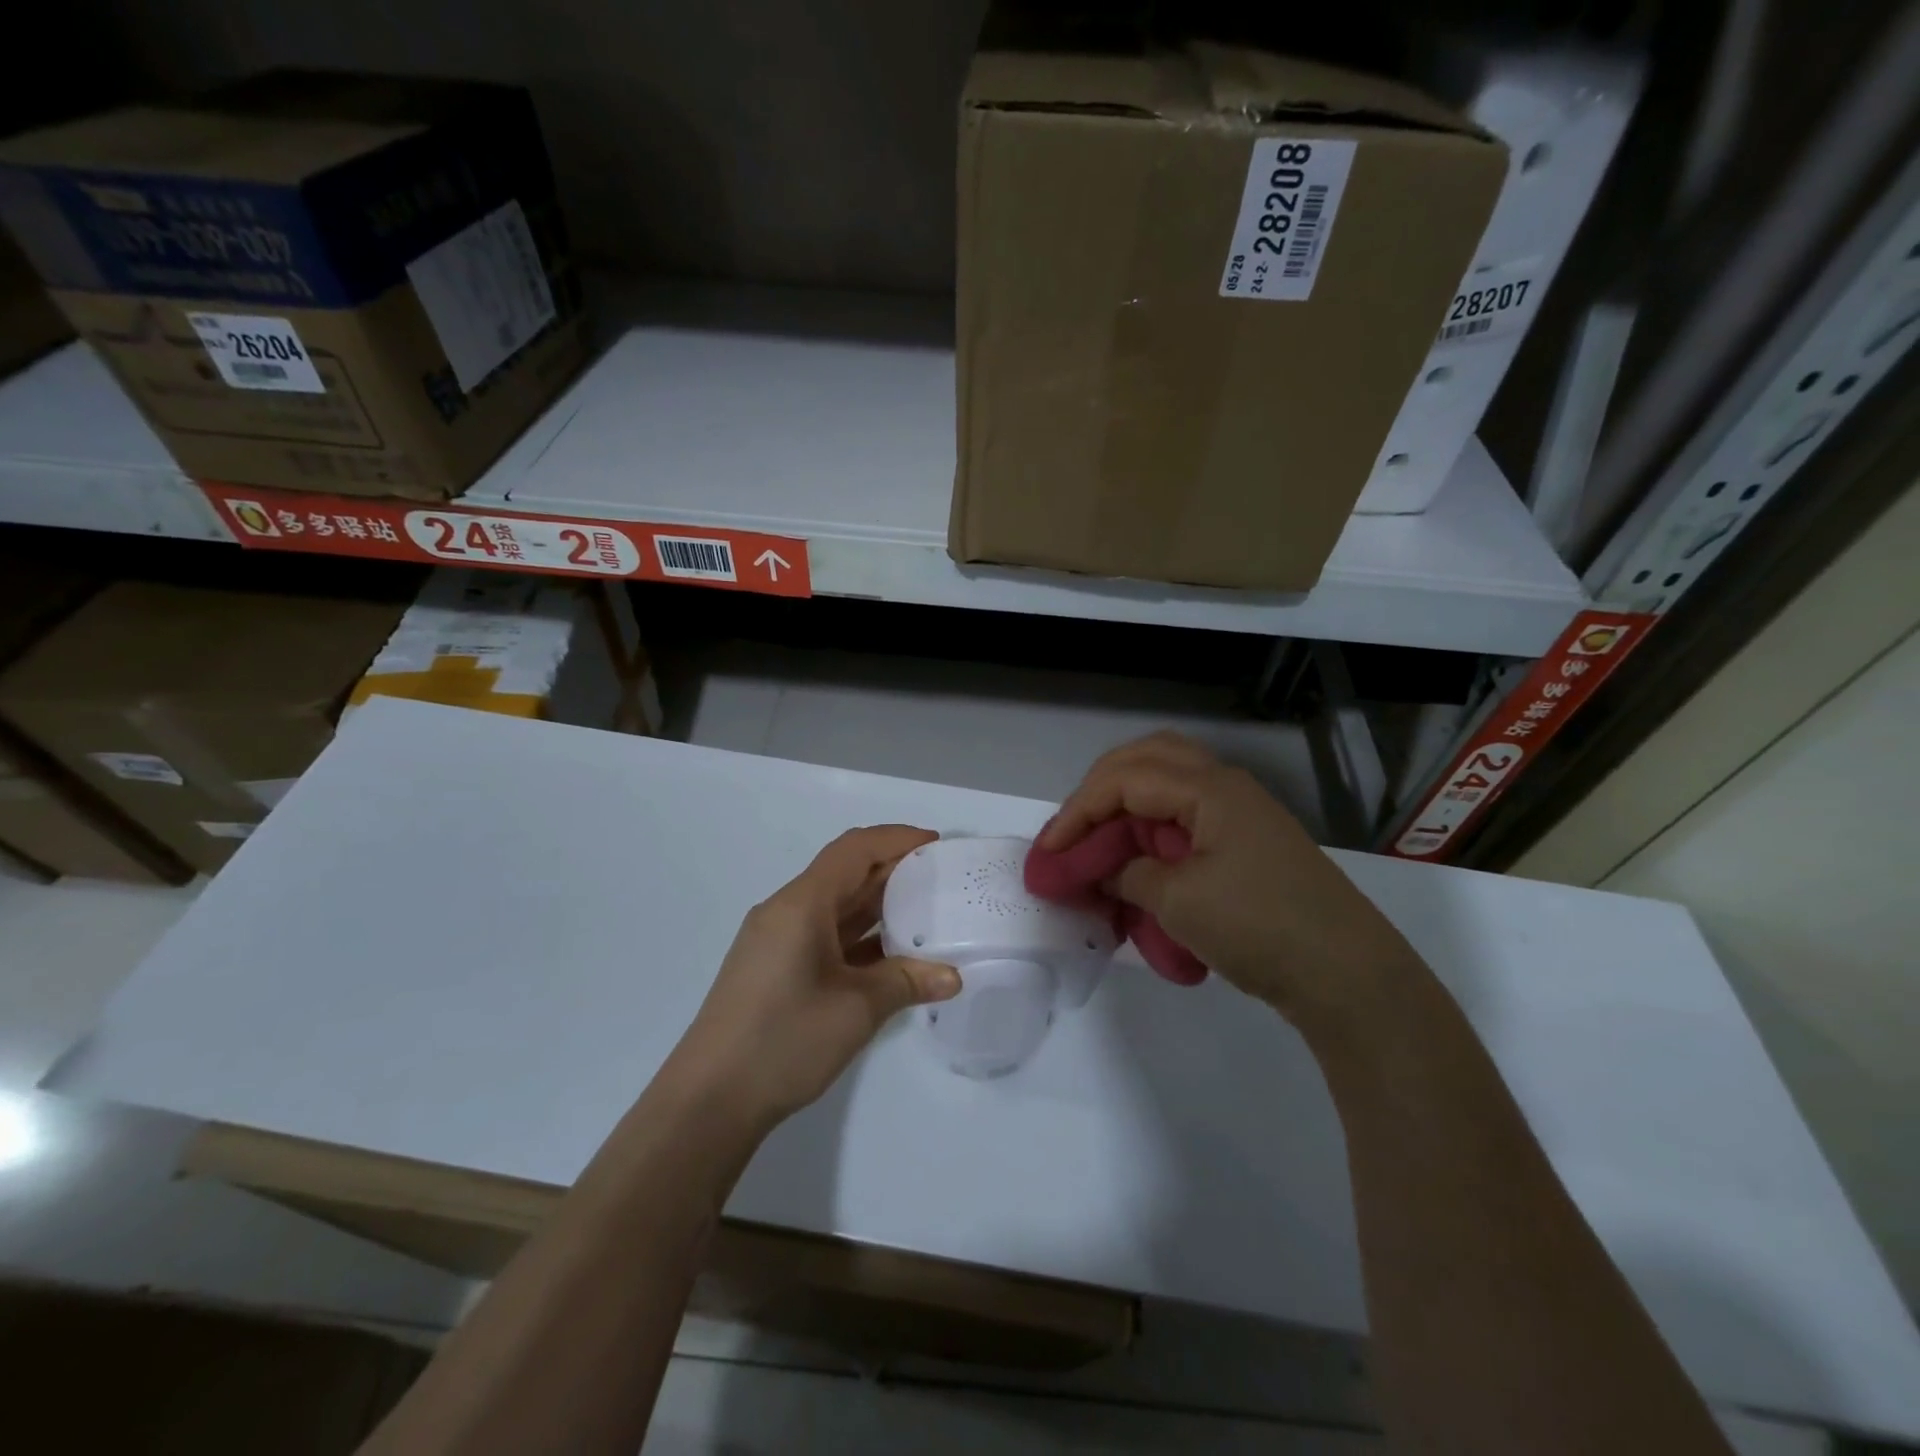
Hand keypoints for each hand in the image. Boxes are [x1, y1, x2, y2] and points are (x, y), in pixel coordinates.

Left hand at [667, 825, 960, 1131]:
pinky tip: (890, 952)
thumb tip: (954, 976)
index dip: (896, 839)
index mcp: (801, 904)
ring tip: (925, 910)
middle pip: (844, 873)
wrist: (709, 1101)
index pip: (854, 850)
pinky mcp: (775, 968)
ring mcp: (777, 941)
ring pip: (834, 905)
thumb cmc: (783, 1041)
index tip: (936, 844)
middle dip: (892, 870)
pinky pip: (824, 934)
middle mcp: (786, 911)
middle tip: (939, 878)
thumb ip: (906, 982)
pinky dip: (858, 935)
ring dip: (877, 904)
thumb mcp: (856, 1009)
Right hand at [1038, 733, 1423, 1031]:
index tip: (1049, 853)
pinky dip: (1152, 828)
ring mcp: (1239, 813)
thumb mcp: (1177, 901)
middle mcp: (1223, 786)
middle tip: (1074, 830)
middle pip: (1146, 760)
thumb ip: (1127, 874)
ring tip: (1101, 839)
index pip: (1123, 780)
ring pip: (1168, 782)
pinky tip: (1138, 862)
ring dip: (1127, 803)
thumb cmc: (1258, 926)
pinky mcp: (1246, 842)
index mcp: (1208, 788)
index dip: (1077, 812)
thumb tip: (1101, 869)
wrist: (1347, 974)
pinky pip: (1186, 816)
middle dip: (1100, 790)